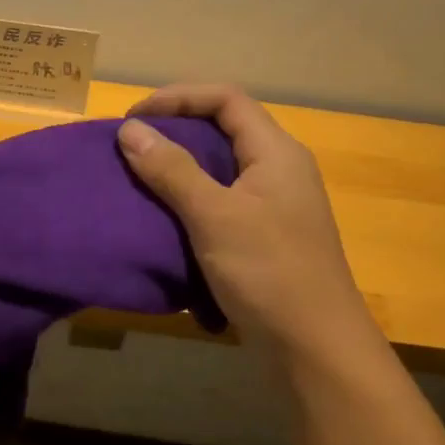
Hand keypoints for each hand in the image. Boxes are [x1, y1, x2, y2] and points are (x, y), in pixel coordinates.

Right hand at [118, 85, 376, 364]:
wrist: (313, 347)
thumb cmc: (268, 272)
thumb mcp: (214, 216)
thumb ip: (172, 170)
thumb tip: (130, 129)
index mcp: (276, 153)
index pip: (226, 99)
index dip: (178, 97)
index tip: (133, 118)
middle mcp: (279, 171)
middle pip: (224, 129)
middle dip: (174, 130)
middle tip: (130, 146)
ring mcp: (273, 206)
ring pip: (220, 168)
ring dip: (178, 167)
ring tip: (137, 178)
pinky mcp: (263, 237)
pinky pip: (220, 202)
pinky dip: (188, 200)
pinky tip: (162, 217)